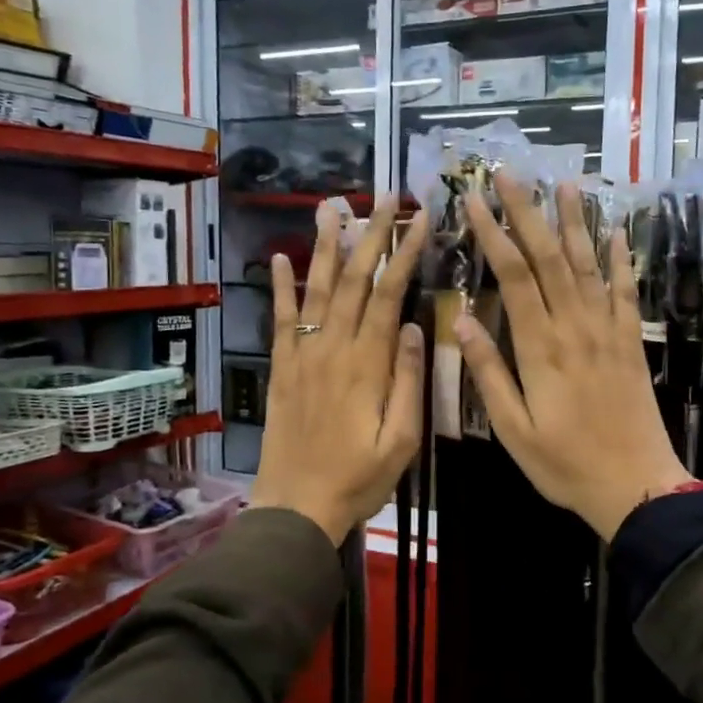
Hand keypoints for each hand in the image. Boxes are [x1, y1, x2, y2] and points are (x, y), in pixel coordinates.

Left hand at [249, 196, 428, 544]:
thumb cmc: (358, 479)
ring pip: (318, 290)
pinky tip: (283, 258)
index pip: (390, 295)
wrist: (296, 507)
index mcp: (368, 365)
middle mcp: (334, 349)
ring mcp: (303, 356)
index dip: (405, 253)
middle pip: (355, 281)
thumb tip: (415, 328)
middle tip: (384, 195)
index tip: (419, 219)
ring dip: (327, 246)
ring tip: (333, 206)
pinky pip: (282, 321)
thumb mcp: (400, 440)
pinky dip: (282, 287)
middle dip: (371, 234)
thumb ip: (408, 382)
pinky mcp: (282, 369)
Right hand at [456, 175, 688, 540]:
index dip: (494, 233)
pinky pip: (627, 291)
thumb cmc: (565, 464)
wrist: (636, 485)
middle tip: (511, 172)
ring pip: (589, 264)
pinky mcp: (631, 342)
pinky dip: (622, 258)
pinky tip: (618, 231)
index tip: (475, 199)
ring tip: (565, 182)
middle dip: (528, 211)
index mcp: (540, 348)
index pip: (514, 276)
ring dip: (575, 222)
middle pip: (550, 258)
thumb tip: (464, 323)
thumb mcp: (513, 430)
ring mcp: (608, 331)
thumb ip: (489, 374)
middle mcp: (575, 327)